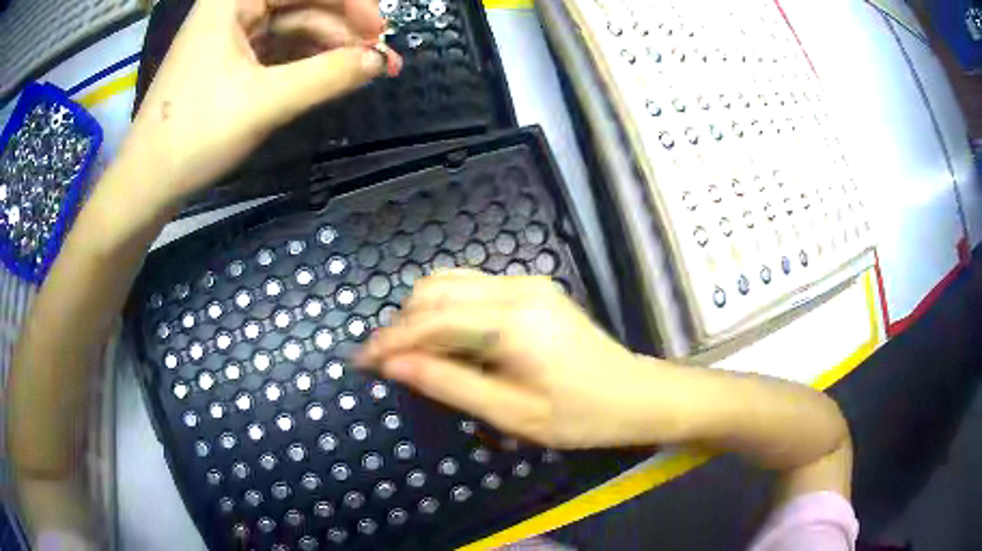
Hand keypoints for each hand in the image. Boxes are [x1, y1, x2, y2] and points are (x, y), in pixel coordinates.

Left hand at [121, 0, 401, 209]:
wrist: (147, 183)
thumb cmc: (194, 135)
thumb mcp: (264, 102)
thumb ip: (327, 76)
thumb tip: (381, 61)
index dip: (350, 2)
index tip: (380, 32)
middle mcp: (234, 6)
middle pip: (302, 2)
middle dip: (343, 27)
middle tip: (378, 57)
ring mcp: (232, 33)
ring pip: (294, 26)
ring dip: (329, 46)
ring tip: (361, 71)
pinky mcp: (231, 59)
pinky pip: (279, 48)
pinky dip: (306, 60)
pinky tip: (329, 74)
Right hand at [357, 270, 661, 448]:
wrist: (636, 395)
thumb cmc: (580, 415)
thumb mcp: (511, 413)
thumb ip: (449, 384)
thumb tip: (394, 366)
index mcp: (512, 321)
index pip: (431, 319)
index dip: (391, 340)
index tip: (361, 362)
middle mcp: (517, 289)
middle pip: (436, 289)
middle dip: (402, 323)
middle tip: (386, 363)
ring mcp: (527, 284)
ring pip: (452, 283)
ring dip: (422, 315)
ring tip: (410, 354)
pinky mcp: (533, 290)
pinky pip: (474, 290)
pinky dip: (447, 311)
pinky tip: (444, 341)